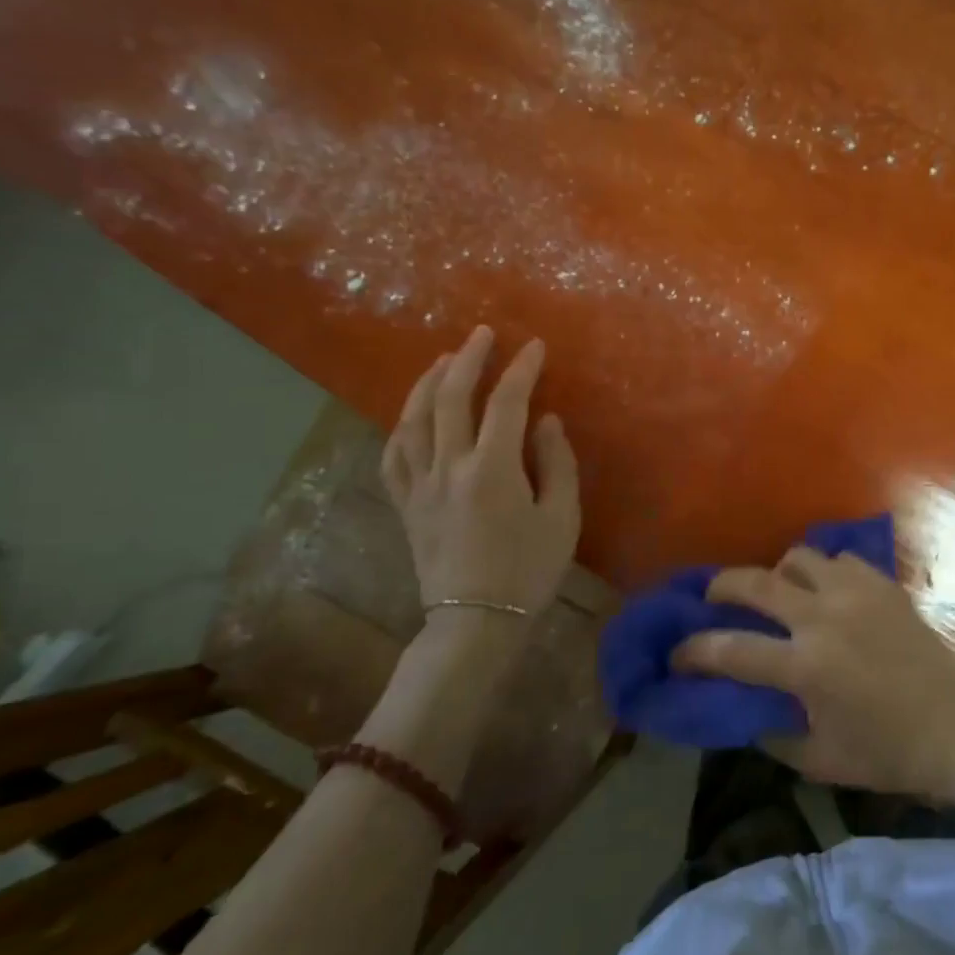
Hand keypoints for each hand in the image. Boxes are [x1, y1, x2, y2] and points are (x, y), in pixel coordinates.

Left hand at [381, 326, 580, 622]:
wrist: (476, 621)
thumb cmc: (528, 570)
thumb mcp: (562, 518)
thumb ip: (557, 463)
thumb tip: (545, 421)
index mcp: (492, 470)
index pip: (506, 403)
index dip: (521, 369)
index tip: (535, 346)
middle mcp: (449, 468)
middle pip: (451, 399)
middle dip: (468, 359)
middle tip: (482, 334)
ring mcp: (420, 486)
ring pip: (413, 420)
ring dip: (429, 383)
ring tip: (444, 360)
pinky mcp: (405, 505)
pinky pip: (393, 455)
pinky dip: (401, 426)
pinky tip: (411, 414)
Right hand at [672, 548, 954, 809]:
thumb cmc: (886, 753)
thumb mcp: (819, 760)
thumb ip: (771, 733)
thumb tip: (743, 709)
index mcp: (805, 667)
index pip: (730, 650)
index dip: (694, 651)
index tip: (677, 654)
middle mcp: (823, 618)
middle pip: (755, 582)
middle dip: (721, 587)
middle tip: (712, 598)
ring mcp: (856, 594)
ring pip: (799, 558)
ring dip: (778, 573)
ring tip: (778, 592)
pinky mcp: (883, 585)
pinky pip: (840, 560)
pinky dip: (823, 571)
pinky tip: (826, 592)